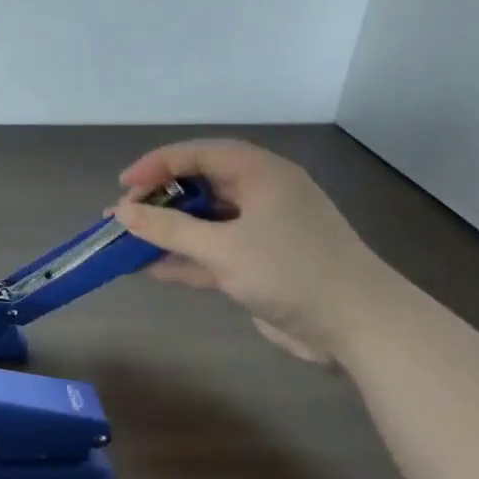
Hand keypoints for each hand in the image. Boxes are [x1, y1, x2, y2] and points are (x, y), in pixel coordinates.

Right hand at [112, 139, 397, 362]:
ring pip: (202, 222)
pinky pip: (210, 252)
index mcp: (261, 174)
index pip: (199, 155)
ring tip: (123, 241)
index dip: (157, 165)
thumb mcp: (223, 248)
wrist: (355, 324)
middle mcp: (260, 195)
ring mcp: (259, 231)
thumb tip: (122, 212)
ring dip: (166, 232)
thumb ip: (169, 229)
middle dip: (158, 200)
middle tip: (122, 215)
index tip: (123, 186)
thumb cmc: (291, 271)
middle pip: (199, 186)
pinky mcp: (257, 263)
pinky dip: (182, 259)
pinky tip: (147, 268)